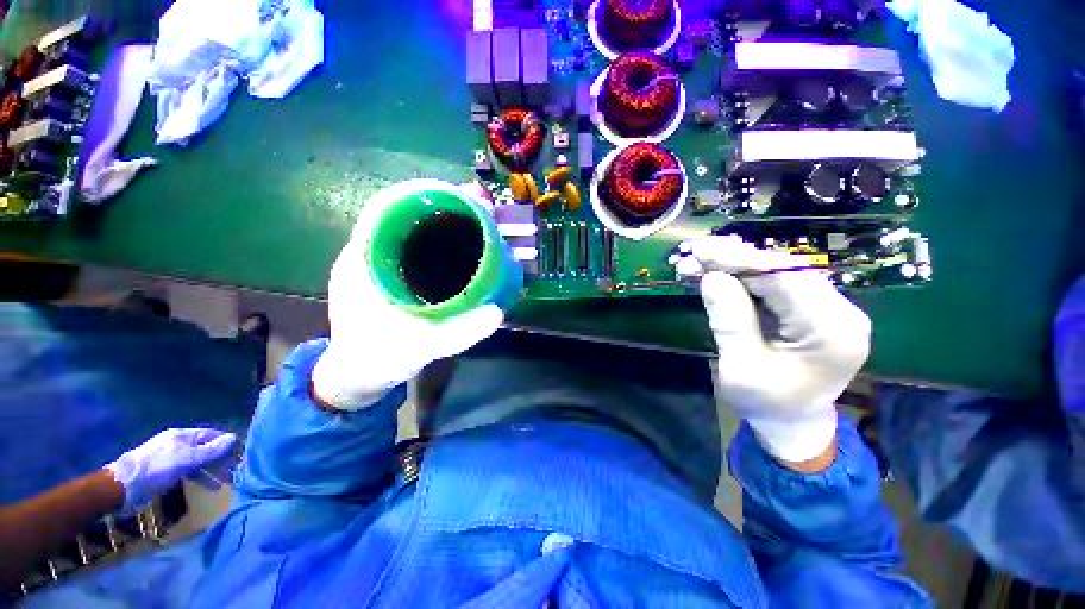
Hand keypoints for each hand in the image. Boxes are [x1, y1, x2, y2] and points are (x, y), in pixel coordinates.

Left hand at [104, 428, 236, 509]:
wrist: (122, 486)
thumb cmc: (157, 469)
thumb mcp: (186, 459)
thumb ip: (211, 450)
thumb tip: (234, 437)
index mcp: (183, 435)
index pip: (212, 435)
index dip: (226, 444)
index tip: (240, 456)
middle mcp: (178, 443)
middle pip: (205, 449)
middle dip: (219, 460)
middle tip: (232, 474)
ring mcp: (170, 457)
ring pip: (197, 462)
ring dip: (210, 472)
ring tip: (220, 485)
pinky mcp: (164, 471)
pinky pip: (187, 471)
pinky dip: (198, 478)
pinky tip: (204, 487)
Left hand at [311, 180, 504, 409]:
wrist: (356, 375)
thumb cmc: (377, 359)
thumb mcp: (417, 349)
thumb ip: (456, 334)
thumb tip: (498, 311)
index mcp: (362, 262)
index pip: (388, 208)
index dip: (426, 193)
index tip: (463, 194)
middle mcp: (368, 254)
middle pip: (407, 213)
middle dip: (446, 204)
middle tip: (483, 207)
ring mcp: (379, 264)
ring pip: (413, 229)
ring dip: (445, 221)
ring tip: (480, 221)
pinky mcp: (390, 274)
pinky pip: (416, 247)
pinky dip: (441, 240)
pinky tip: (464, 247)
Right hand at [675, 236, 870, 461]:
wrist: (792, 422)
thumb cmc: (765, 403)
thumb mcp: (740, 368)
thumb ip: (730, 322)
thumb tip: (711, 277)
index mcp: (831, 333)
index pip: (786, 279)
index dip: (741, 260)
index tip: (701, 250)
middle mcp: (841, 312)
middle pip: (783, 270)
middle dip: (734, 259)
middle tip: (694, 253)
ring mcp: (830, 307)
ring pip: (777, 272)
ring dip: (734, 265)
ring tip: (697, 262)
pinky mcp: (813, 307)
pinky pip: (775, 283)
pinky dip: (742, 276)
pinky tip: (715, 272)